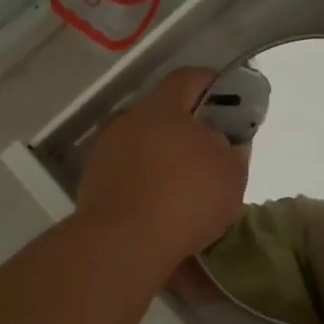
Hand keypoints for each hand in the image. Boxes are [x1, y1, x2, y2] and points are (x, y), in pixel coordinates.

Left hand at [77, 67, 247, 270]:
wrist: (121, 245)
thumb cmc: (184, 199)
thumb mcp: (230, 175)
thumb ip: (231, 151)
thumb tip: (220, 142)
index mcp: (162, 108)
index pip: (187, 78)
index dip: (210, 84)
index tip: (229, 100)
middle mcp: (128, 121)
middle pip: (163, 112)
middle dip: (187, 127)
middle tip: (210, 150)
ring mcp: (105, 152)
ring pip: (143, 143)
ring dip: (163, 156)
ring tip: (185, 184)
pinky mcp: (92, 183)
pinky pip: (128, 172)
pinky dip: (145, 181)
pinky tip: (161, 206)